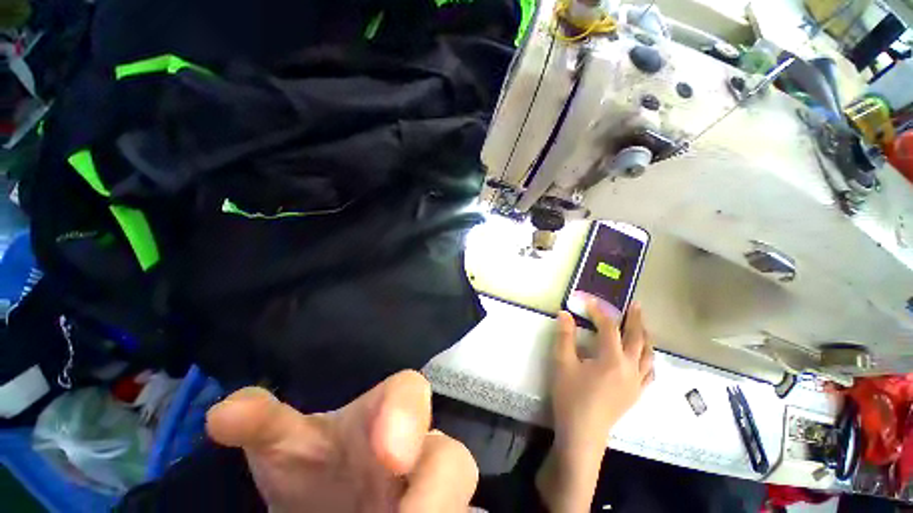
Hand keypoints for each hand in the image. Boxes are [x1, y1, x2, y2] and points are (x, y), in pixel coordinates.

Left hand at [205, 370, 477, 512]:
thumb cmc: (313, 461)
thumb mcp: (286, 442)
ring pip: (461, 503)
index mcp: (388, 413)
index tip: (391, 456)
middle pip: (453, 460)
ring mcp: (433, 491)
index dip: (408, 415)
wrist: (332, 498)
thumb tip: (221, 414)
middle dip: (437, 493)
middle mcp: (420, 450)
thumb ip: (262, 422)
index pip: (411, 392)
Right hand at [551, 296, 654, 451]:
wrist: (583, 432)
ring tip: (642, 325)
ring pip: (648, 354)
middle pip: (637, 338)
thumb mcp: (562, 363)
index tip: (589, 301)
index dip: (599, 312)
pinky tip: (644, 356)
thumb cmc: (571, 396)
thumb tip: (565, 314)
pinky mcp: (636, 394)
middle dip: (635, 319)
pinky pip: (649, 371)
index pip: (609, 328)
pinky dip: (648, 358)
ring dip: (645, 336)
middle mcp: (630, 368)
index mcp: (612, 359)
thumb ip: (564, 336)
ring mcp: (636, 382)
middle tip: (635, 305)